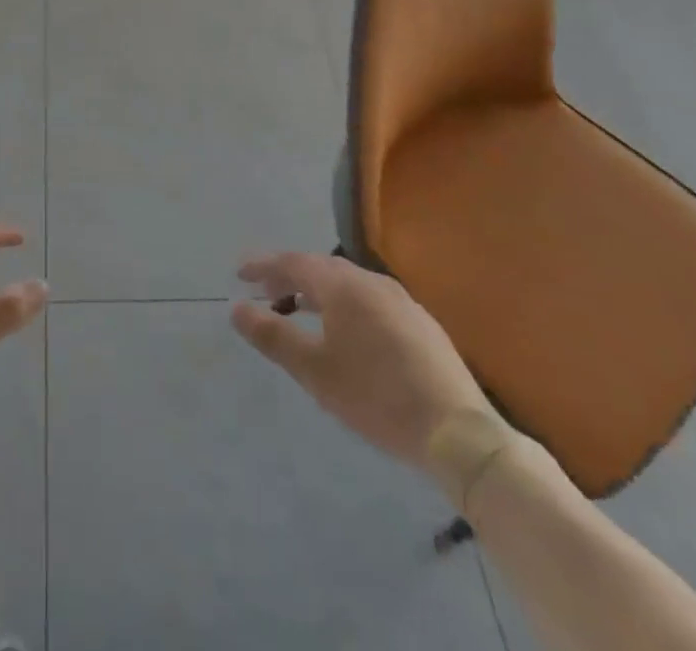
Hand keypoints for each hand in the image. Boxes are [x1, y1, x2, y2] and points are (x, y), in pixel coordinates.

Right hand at [231, 252, 498, 481]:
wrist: (458, 432)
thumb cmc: (376, 396)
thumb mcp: (315, 371)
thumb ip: (273, 336)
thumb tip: (237, 308)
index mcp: (344, 286)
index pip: (294, 262)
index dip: (264, 266)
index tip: (239, 275)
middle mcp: (372, 282)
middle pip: (321, 268)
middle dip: (290, 277)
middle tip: (265, 292)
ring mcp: (401, 301)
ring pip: (348, 284)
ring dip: (318, 291)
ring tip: (298, 309)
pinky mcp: (421, 324)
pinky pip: (369, 300)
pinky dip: (344, 305)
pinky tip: (344, 331)